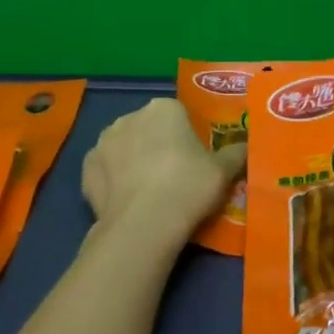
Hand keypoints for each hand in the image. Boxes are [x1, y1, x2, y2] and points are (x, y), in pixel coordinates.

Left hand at [81, 99, 244, 250]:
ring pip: (124, 147)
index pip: (179, 114)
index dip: (187, 137)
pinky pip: (105, 170)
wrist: (144, 224)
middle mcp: (130, 116)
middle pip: (149, 128)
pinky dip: (114, 181)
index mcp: (164, 108)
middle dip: (158, 145)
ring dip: (133, 161)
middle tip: (175, 177)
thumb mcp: (224, 171)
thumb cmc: (189, 186)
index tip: (194, 160)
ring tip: (149, 193)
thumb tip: (247, 146)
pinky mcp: (86, 169)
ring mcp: (103, 141)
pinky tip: (127, 201)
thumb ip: (236, 154)